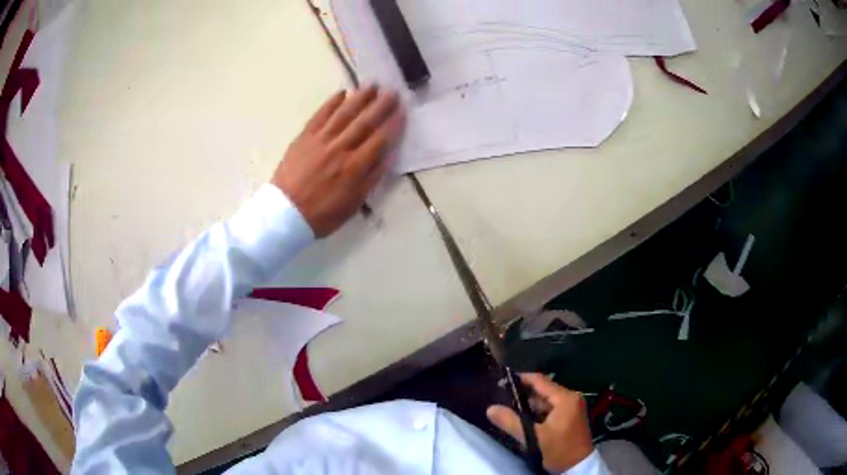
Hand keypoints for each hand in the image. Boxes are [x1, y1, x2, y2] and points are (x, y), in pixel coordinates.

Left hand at [272, 86, 403, 236]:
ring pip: (344, 114)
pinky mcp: (304, 137)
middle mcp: (340, 148)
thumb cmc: (322, 214)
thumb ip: (372, 178)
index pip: (379, 140)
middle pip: (364, 122)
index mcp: (354, 167)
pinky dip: (331, 103)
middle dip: (381, 105)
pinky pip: (320, 115)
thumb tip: (389, 156)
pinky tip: (342, 93)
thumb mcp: (353, 204)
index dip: (393, 124)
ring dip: (359, 98)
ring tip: (372, 85)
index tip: (403, 111)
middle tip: (393, 91)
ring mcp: (320, 140)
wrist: (285, 213)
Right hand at [487, 374, 593, 472]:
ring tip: (508, 408)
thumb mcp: (534, 438)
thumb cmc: (559, 450)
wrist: (578, 467)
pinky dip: (537, 412)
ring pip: (545, 400)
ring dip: (529, 405)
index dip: (520, 379)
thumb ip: (511, 422)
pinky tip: (523, 418)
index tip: (501, 381)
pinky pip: (550, 408)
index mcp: (565, 398)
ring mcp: (572, 407)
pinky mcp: (570, 416)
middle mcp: (571, 398)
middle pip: (542, 390)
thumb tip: (490, 408)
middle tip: (500, 398)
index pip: (540, 380)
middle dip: (522, 394)